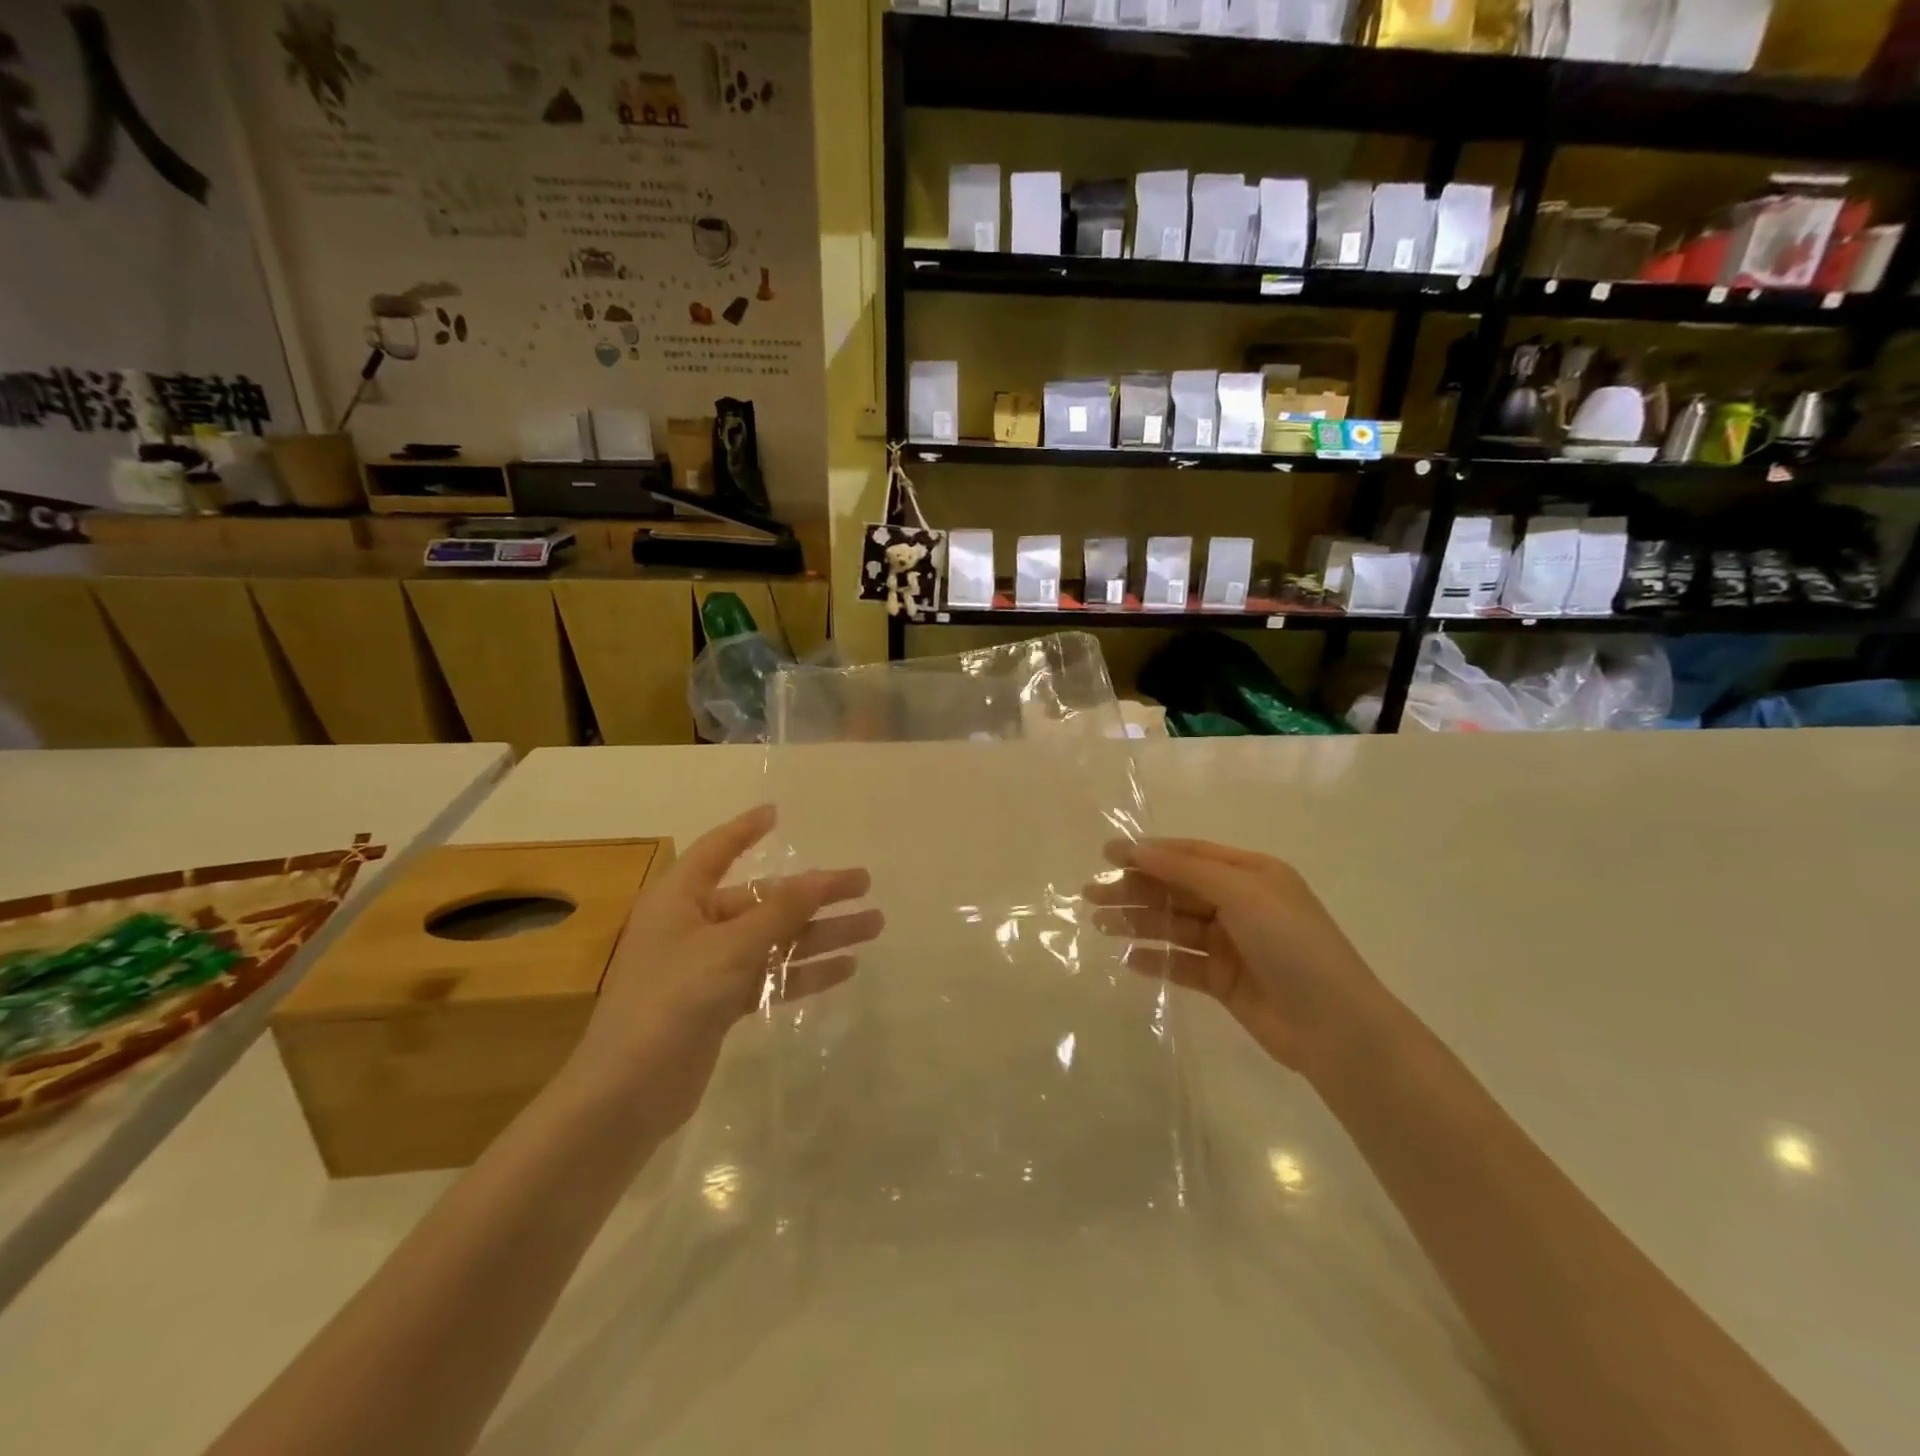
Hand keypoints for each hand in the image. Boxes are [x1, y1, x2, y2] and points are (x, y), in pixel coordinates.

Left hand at [567, 805, 882, 1125]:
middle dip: (814, 893)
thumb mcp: (730, 947)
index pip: (717, 849)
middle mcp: (694, 925)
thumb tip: (821, 877)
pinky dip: (804, 971)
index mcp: (681, 898)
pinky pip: (770, 976)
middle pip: (764, 899)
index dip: (747, 829)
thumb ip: (780, 911)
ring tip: (872, 926)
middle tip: (864, 884)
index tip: (778, 813)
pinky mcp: (720, 1004)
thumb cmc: (671, 1000)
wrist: (626, 1094)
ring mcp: (708, 967)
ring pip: (775, 939)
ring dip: (820, 933)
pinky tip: (845, 968)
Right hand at [1086, 838, 1383, 1078]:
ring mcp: (1231, 944)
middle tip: (1091, 895)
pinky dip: (1156, 960)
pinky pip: (1182, 964)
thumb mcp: (1243, 894)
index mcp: (1251, 873)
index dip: (1148, 853)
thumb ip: (1187, 871)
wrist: (1335, 1027)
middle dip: (1134, 890)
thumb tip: (1138, 849)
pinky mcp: (1224, 981)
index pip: (1189, 855)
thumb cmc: (1292, 945)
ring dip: (1138, 923)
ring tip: (1100, 925)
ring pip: (1174, 926)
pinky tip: (1128, 961)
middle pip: (1176, 890)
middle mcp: (1240, 903)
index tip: (1106, 855)